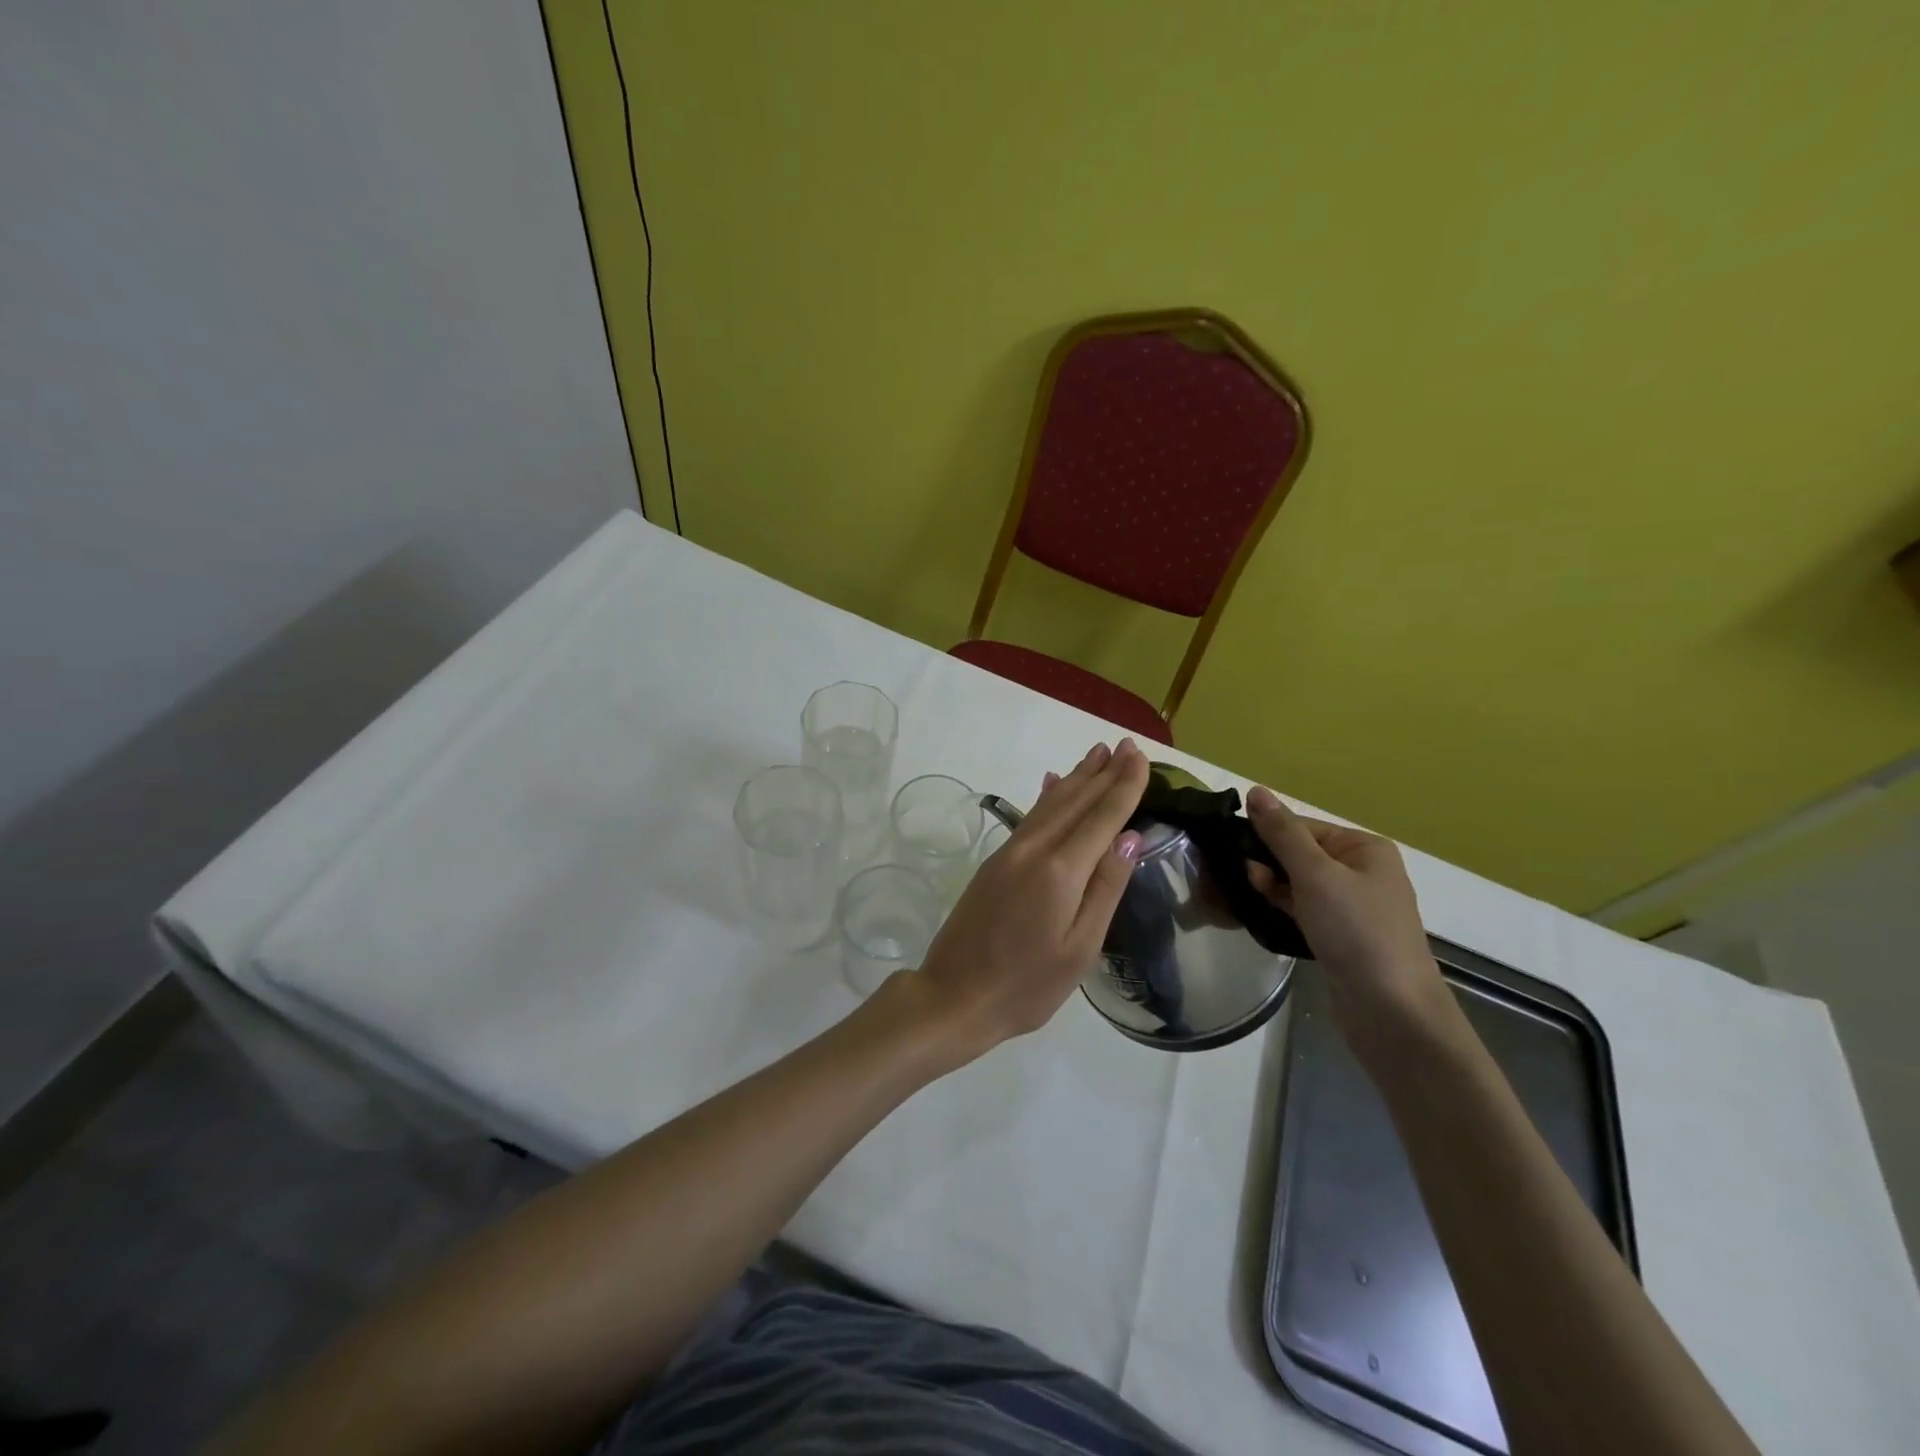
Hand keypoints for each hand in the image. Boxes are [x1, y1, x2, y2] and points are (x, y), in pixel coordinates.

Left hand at [910, 739, 1150, 1061]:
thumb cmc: (1026, 985)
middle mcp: (1033, 849)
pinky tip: (1052, 784)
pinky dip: (1047, 796)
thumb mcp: (1079, 948)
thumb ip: (1106, 888)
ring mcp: (1009, 853)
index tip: (1141, 756)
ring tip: (1097, 753)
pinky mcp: (994, 862)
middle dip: (1103, 772)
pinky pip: (1030, 816)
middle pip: (1075, 800)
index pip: (1102, 816)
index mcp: (1060, 871)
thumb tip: (1130, 837)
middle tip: (1126, 745)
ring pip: (1050, 803)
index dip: (1124, 785)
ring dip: (1076, 777)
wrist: (953, 996)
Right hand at [1243, 786, 1451, 1048]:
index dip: (1266, 836)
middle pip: (1299, 854)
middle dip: (1266, 863)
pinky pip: (1304, 910)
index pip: (1302, 827)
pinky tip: (1259, 914)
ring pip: (1298, 884)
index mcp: (1364, 848)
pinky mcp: (1341, 937)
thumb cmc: (1356, 931)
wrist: (1392, 1011)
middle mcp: (1362, 872)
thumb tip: (1255, 790)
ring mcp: (1353, 907)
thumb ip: (1282, 833)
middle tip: (1236, 878)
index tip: (1231, 850)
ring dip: (1270, 887)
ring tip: (1242, 897)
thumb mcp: (1315, 874)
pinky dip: (1282, 909)